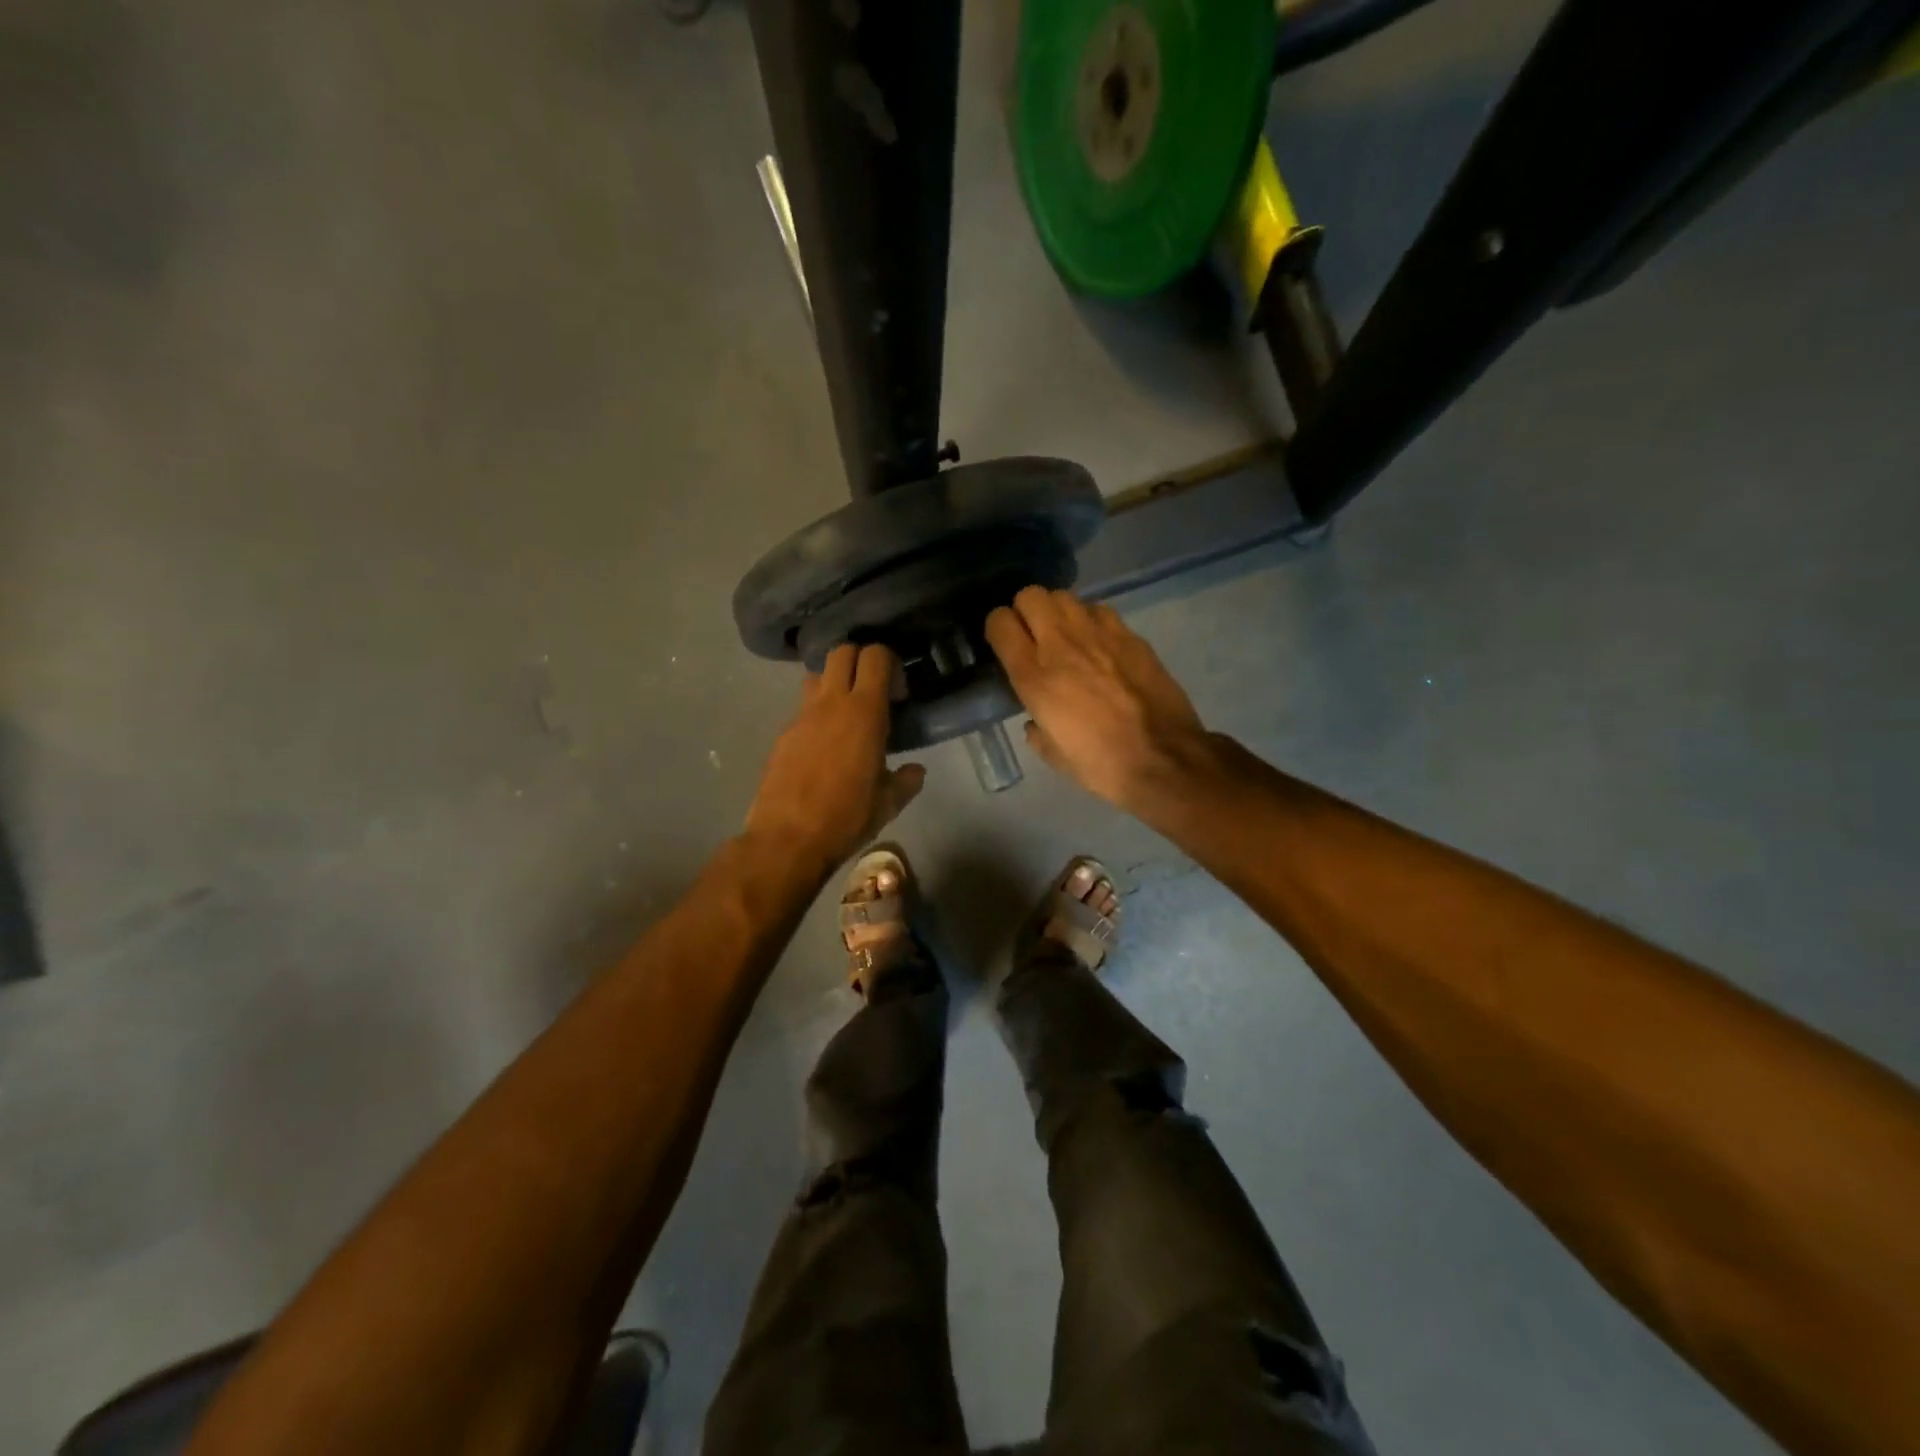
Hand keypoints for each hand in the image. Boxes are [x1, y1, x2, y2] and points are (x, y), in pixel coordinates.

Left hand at [746, 643, 925, 870]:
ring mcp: (802, 716)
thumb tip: (916, 771)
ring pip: (817, 675)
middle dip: (860, 660)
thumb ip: (906, 781)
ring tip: (846, 713)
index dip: (889, 662)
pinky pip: (803, 707)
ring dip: (834, 682)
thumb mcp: (887, 804)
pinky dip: (817, 713)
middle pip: (842, 651)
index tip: (898, 692)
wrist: (787, 839)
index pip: (875, 656)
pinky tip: (824, 744)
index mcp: (864, 712)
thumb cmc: (846, 818)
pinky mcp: (783, 733)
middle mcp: (831, 703)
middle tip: (873, 690)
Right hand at [985, 587, 1209, 810]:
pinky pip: (1099, 610)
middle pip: (1030, 595)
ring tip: (1066, 636)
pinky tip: (1099, 644)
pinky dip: (1091, 620)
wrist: (1163, 759)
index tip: (1004, 643)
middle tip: (1034, 634)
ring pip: (1064, 596)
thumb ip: (1037, 729)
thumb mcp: (1054, 755)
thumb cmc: (1101, 765)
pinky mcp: (1130, 635)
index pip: (1000, 623)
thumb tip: (1036, 720)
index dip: (998, 628)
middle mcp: (1061, 644)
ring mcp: (1098, 634)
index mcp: (1034, 676)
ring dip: (1059, 612)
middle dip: (1026, 610)